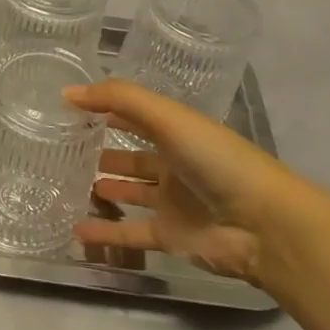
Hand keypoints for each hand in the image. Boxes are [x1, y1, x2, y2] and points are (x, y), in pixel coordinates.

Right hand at [66, 80, 311, 288]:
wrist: (263, 225)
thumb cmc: (217, 161)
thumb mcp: (169, 118)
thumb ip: (119, 99)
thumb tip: (68, 92)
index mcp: (179, 132)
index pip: (137, 115)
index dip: (108, 108)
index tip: (71, 107)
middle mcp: (175, 164)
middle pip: (134, 155)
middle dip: (105, 151)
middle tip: (66, 150)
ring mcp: (173, 203)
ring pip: (131, 193)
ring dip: (105, 189)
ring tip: (69, 185)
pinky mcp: (171, 236)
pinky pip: (130, 232)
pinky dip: (105, 232)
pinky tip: (76, 229)